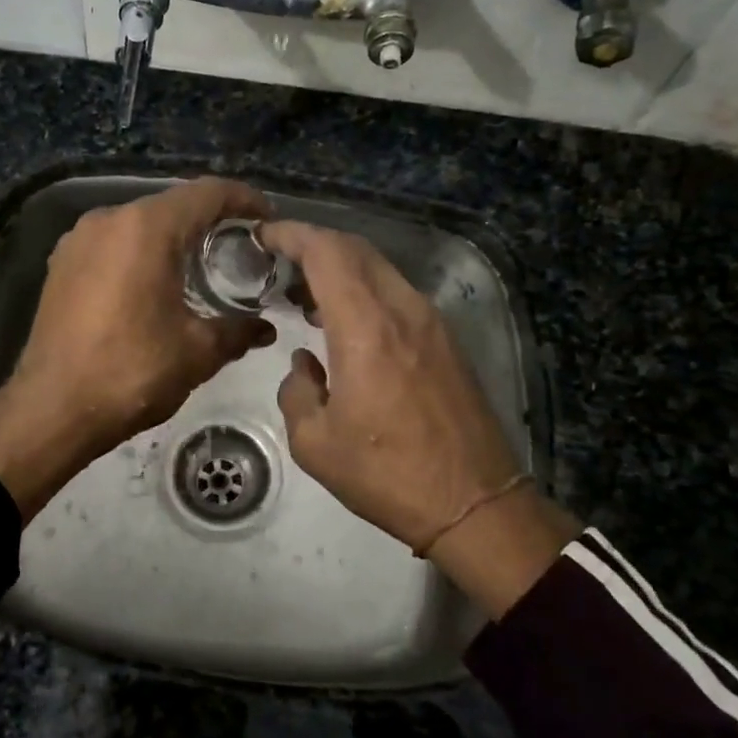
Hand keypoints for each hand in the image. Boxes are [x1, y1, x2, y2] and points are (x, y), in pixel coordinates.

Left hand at [0, 178, 275, 517]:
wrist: (51, 408)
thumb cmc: (130, 372)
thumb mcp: (196, 352)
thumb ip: (237, 331)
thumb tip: (265, 329)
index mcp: (146, 228)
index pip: (207, 193)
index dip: (244, 200)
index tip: (268, 219)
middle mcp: (109, 219)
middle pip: (172, 205)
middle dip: (210, 221)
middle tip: (241, 248)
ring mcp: (78, 239)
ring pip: (139, 224)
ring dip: (173, 238)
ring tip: (200, 267)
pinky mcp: (60, 263)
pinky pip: (113, 243)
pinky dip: (141, 253)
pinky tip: (154, 284)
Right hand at [257, 220, 575, 615]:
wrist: (474, 503)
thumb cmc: (387, 475)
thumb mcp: (315, 443)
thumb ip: (297, 391)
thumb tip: (305, 365)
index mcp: (366, 328)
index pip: (327, 252)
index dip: (291, 234)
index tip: (262, 235)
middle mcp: (403, 310)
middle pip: (355, 250)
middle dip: (312, 244)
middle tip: (276, 262)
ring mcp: (431, 322)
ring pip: (379, 269)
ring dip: (339, 268)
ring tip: (303, 294)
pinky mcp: (446, 340)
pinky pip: (397, 293)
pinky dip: (363, 290)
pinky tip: (343, 322)